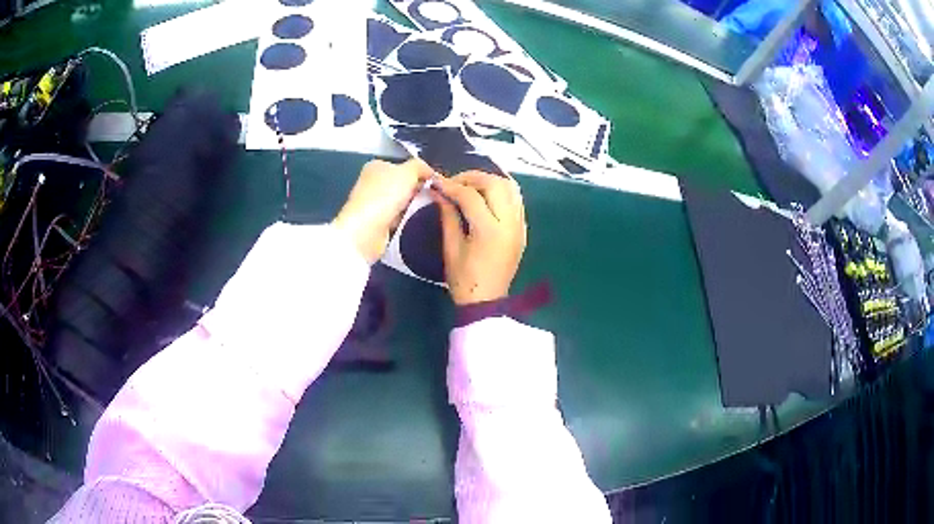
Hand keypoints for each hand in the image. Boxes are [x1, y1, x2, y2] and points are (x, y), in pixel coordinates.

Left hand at [334, 158, 433, 263]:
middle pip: (401, 184)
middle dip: (417, 190)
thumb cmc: (386, 194)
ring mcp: (372, 204)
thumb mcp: (408, 171)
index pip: (402, 166)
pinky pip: (396, 218)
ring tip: (427, 210)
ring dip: (412, 206)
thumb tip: (430, 172)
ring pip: (400, 202)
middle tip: (433, 196)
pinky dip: (405, 220)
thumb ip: (421, 167)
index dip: (419, 173)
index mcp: (376, 166)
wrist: (367, 230)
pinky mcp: (375, 223)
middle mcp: (372, 183)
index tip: (434, 182)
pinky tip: (414, 222)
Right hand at [430, 171, 526, 304]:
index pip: (471, 196)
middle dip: (473, 178)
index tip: (437, 183)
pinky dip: (501, 192)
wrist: (487, 302)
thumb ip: (448, 215)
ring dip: (489, 181)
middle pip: (496, 184)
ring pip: (511, 188)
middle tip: (454, 183)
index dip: (451, 186)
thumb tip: (439, 192)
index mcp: (489, 231)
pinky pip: (516, 200)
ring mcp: (519, 225)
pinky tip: (485, 197)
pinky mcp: (522, 229)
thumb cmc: (464, 279)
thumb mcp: (451, 247)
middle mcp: (509, 223)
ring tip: (470, 187)